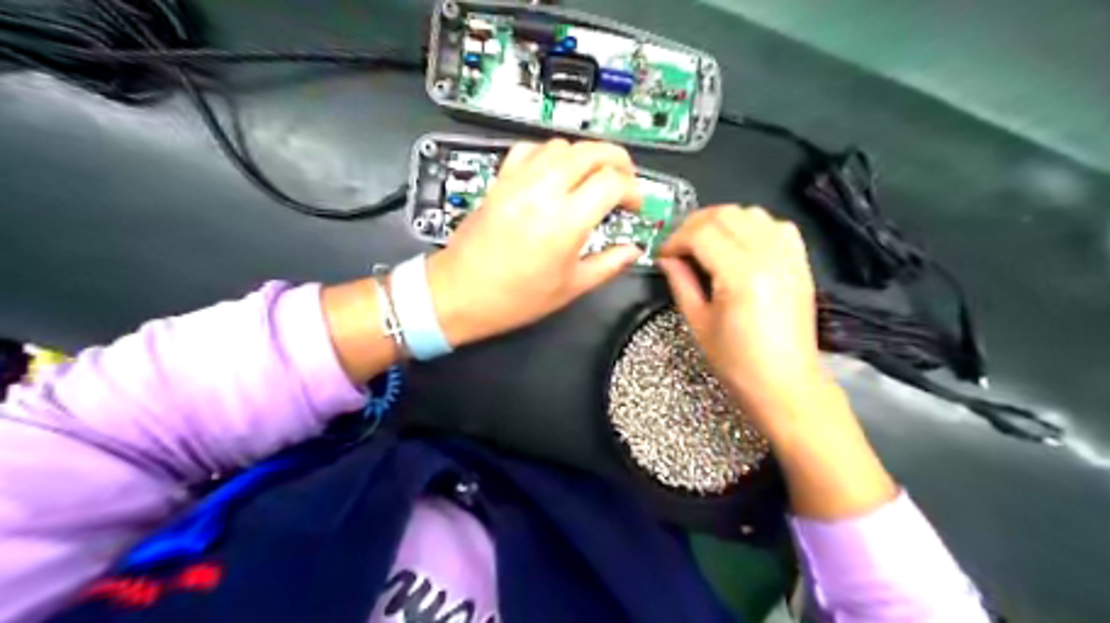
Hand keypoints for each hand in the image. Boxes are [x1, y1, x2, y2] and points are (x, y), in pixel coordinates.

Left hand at [428, 140, 647, 347]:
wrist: (461, 293)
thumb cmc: (515, 298)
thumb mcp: (571, 287)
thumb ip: (609, 264)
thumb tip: (632, 250)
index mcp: (566, 221)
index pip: (612, 182)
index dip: (633, 190)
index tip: (635, 205)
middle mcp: (543, 191)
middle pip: (591, 151)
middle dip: (618, 160)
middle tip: (625, 180)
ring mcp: (518, 181)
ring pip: (562, 145)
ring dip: (585, 155)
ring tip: (592, 178)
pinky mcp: (500, 180)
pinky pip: (529, 150)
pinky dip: (549, 154)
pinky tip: (554, 173)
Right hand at [657, 205, 821, 428]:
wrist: (786, 383)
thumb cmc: (737, 363)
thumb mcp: (698, 323)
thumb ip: (680, 282)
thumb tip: (666, 258)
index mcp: (741, 275)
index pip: (701, 233)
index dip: (676, 238)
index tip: (663, 254)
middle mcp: (769, 256)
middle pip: (725, 214)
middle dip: (694, 225)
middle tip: (679, 246)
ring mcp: (789, 256)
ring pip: (751, 213)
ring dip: (723, 221)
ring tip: (707, 243)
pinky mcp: (800, 262)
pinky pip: (776, 225)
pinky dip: (753, 226)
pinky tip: (740, 245)